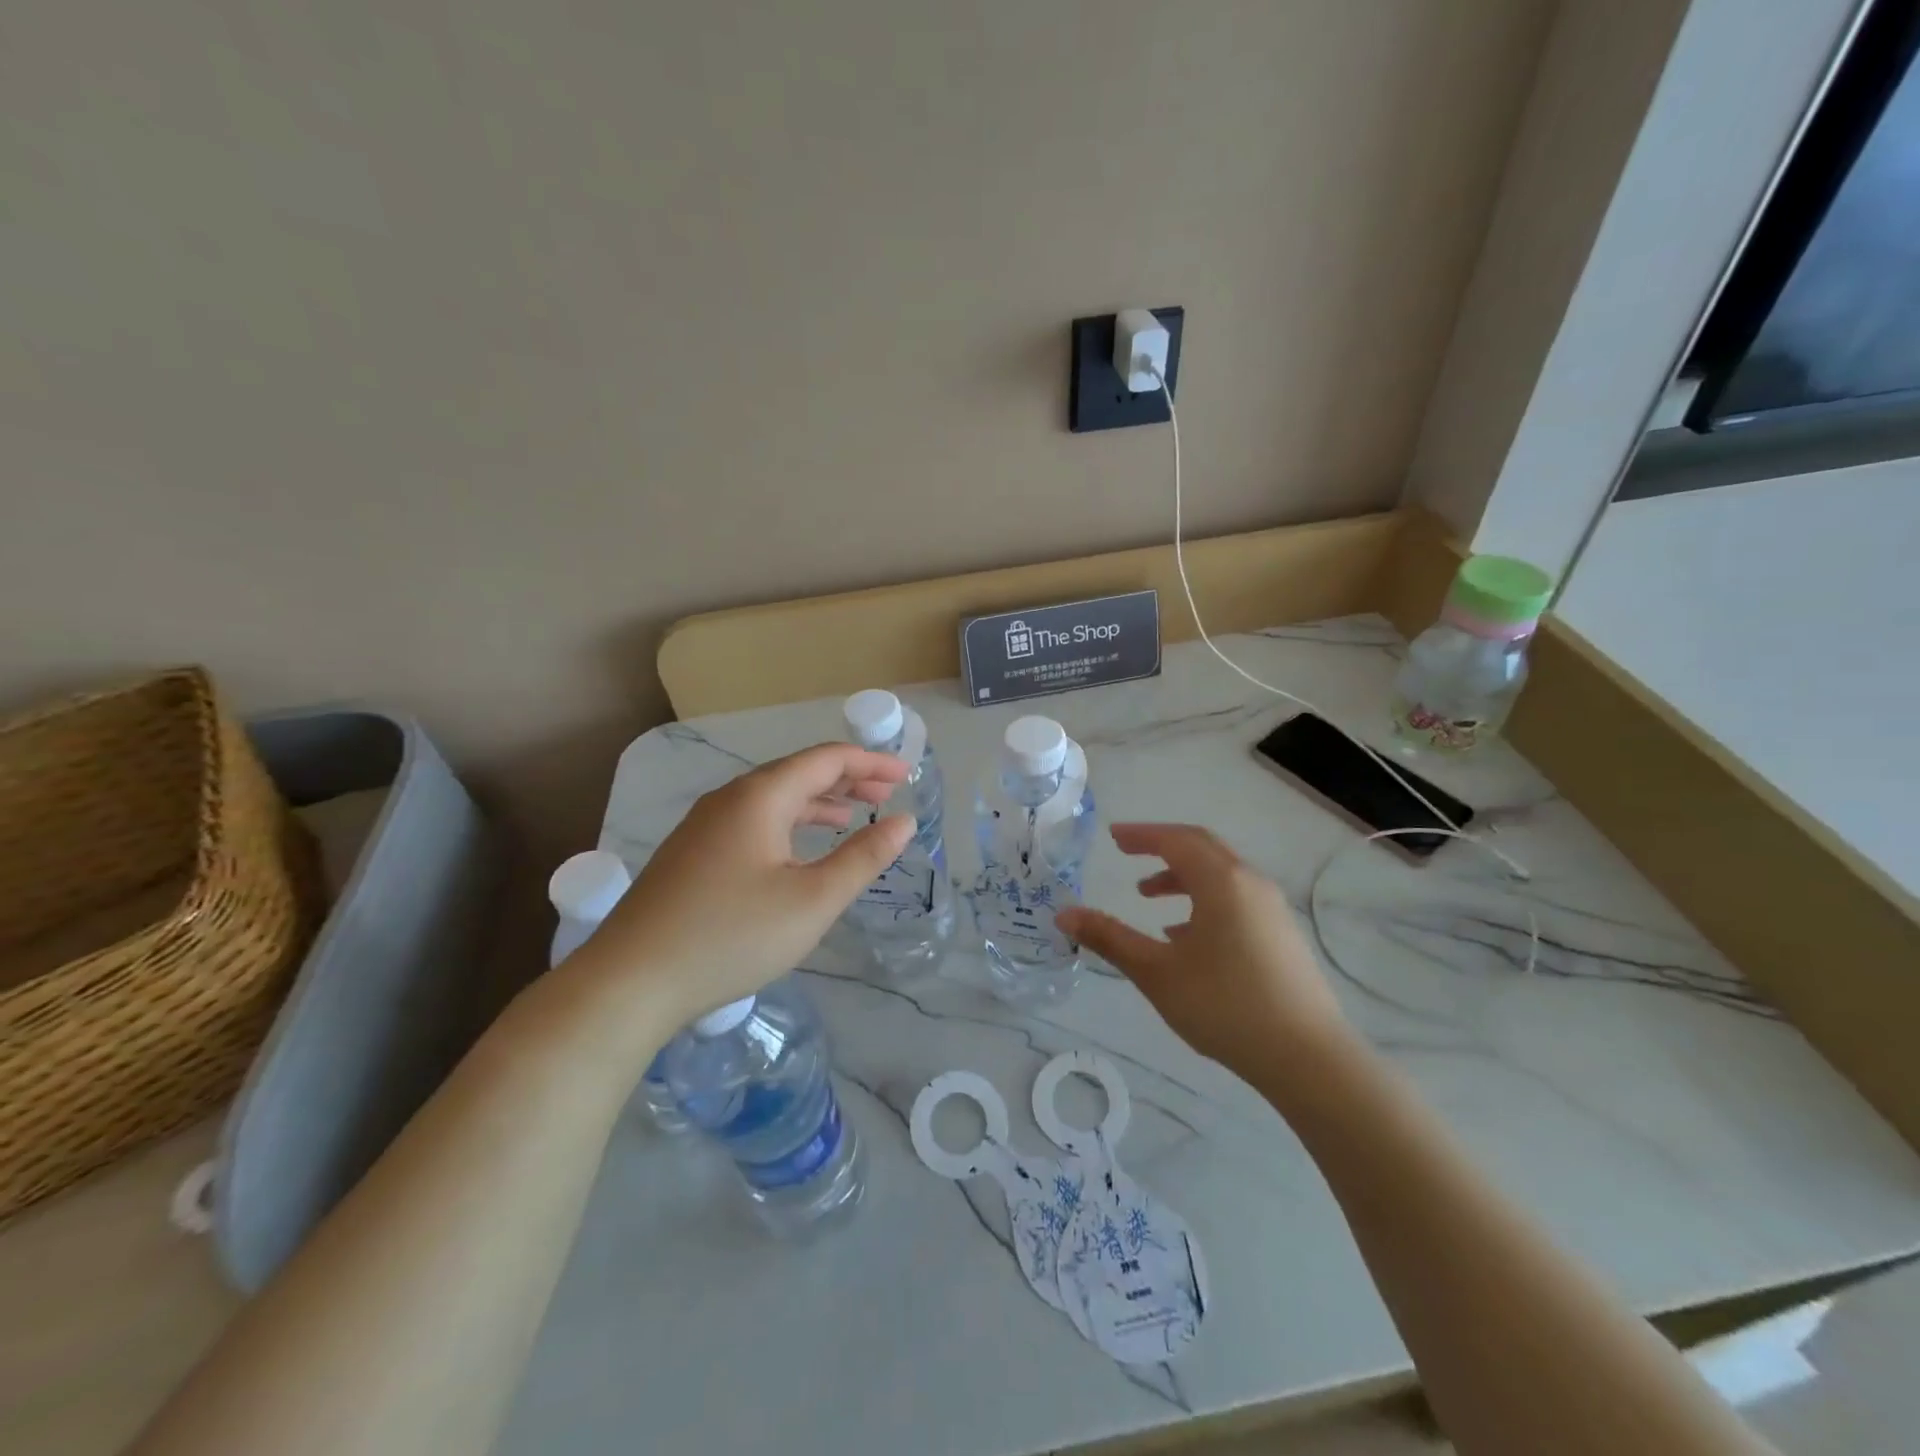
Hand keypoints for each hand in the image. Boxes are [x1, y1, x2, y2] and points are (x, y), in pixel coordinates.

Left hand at [565, 743, 912, 1029]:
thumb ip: (863, 858)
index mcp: (760, 797)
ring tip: (852, 818)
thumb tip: (904, 822)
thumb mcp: (812, 901)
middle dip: (846, 781)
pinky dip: (789, 823)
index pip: (826, 760)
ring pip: (773, 798)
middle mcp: (730, 798)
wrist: (630, 981)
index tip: (905, 777)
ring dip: (818, 803)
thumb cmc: (731, 935)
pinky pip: (753, 820)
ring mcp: (705, 825)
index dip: (870, 764)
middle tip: (886, 798)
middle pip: (798, 773)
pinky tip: (798, 849)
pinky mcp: (692, 853)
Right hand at [1056, 824, 1353, 1081]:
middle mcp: (1250, 884)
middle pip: (1202, 848)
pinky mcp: (1282, 935)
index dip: (1141, 835)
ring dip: (1181, 876)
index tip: (1113, 837)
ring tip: (1148, 897)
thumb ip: (1110, 938)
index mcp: (1221, 882)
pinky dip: (1204, 899)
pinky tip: (1185, 936)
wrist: (1309, 1058)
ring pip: (1220, 875)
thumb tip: (1064, 914)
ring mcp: (1271, 910)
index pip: (1175, 840)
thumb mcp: (1157, 973)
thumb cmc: (1225, 1006)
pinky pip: (1235, 899)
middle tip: (1128, 852)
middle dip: (1162, 846)